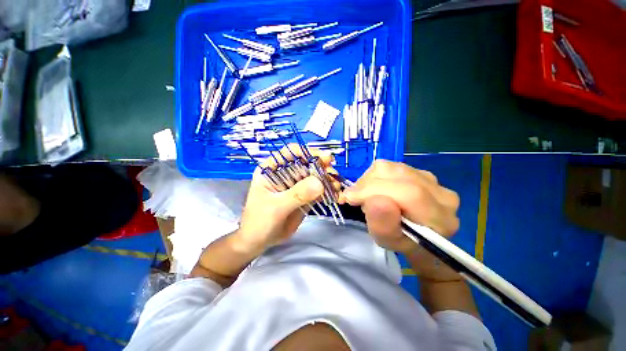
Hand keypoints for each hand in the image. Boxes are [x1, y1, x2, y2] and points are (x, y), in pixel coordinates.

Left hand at [234, 146, 335, 252]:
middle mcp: (284, 173)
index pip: (290, 153)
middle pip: (306, 163)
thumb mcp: (276, 207)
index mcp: (271, 169)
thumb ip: (297, 194)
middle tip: (333, 173)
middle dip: (321, 166)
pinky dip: (327, 190)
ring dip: (326, 179)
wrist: (259, 241)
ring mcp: (295, 185)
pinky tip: (335, 193)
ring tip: (336, 186)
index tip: (324, 158)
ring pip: (314, 176)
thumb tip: (320, 182)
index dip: (307, 152)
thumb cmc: (259, 221)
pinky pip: (317, 190)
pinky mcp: (304, 196)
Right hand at [340, 160, 460, 280]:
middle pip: (398, 175)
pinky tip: (374, 188)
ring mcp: (431, 178)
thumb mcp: (387, 241)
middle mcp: (441, 193)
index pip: (409, 193)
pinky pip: (390, 165)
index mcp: (440, 218)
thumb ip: (383, 224)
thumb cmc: (401, 242)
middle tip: (356, 199)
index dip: (375, 191)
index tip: (351, 198)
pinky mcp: (418, 170)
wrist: (415, 233)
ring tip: (366, 195)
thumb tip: (374, 199)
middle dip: (368, 186)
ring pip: (391, 168)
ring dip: (369, 180)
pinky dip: (374, 176)